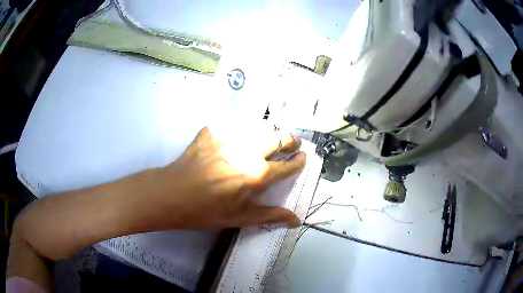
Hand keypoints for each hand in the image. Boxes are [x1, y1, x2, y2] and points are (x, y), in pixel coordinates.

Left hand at [140, 125, 305, 229]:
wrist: (172, 195)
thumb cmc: (207, 211)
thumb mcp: (241, 218)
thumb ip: (271, 216)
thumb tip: (296, 220)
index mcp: (258, 175)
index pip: (289, 164)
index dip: (300, 161)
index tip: (302, 158)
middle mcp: (249, 151)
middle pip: (280, 137)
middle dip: (291, 139)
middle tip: (292, 143)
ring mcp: (230, 137)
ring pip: (261, 124)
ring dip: (270, 131)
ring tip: (270, 137)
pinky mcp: (214, 131)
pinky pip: (235, 123)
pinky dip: (244, 127)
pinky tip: (241, 134)